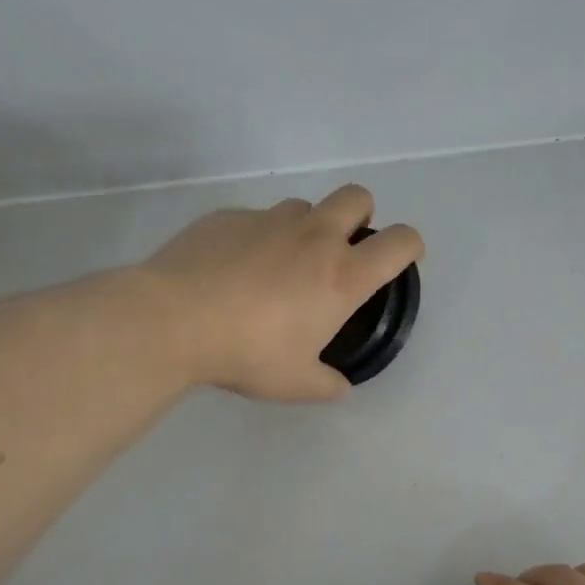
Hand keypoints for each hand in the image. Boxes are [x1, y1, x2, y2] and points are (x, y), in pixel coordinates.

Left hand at [138, 185, 423, 401]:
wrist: (174, 320)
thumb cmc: (247, 353)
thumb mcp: (295, 383)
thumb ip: (327, 383)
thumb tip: (339, 387)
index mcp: (342, 275)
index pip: (400, 242)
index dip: (411, 245)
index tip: (402, 258)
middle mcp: (313, 237)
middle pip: (358, 197)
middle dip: (361, 216)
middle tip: (341, 250)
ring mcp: (269, 220)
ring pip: (303, 206)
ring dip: (305, 227)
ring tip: (279, 264)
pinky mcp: (227, 216)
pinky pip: (255, 219)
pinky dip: (257, 238)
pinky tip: (232, 268)